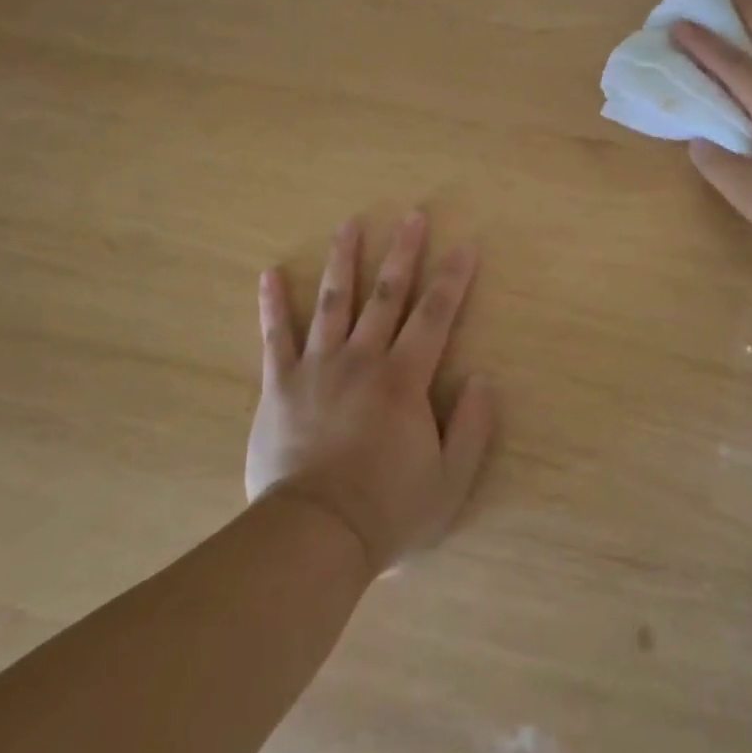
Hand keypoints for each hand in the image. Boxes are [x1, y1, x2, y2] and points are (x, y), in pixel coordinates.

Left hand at [247, 212, 497, 576]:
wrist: (315, 536)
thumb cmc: (388, 510)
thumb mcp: (450, 481)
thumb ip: (472, 427)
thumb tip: (482, 379)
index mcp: (404, 379)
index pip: (435, 316)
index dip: (452, 280)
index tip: (464, 246)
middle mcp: (362, 360)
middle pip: (386, 295)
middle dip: (402, 253)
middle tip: (411, 216)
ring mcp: (317, 368)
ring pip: (333, 302)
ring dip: (344, 261)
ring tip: (350, 224)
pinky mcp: (279, 385)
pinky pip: (275, 337)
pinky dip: (272, 304)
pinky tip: (269, 273)